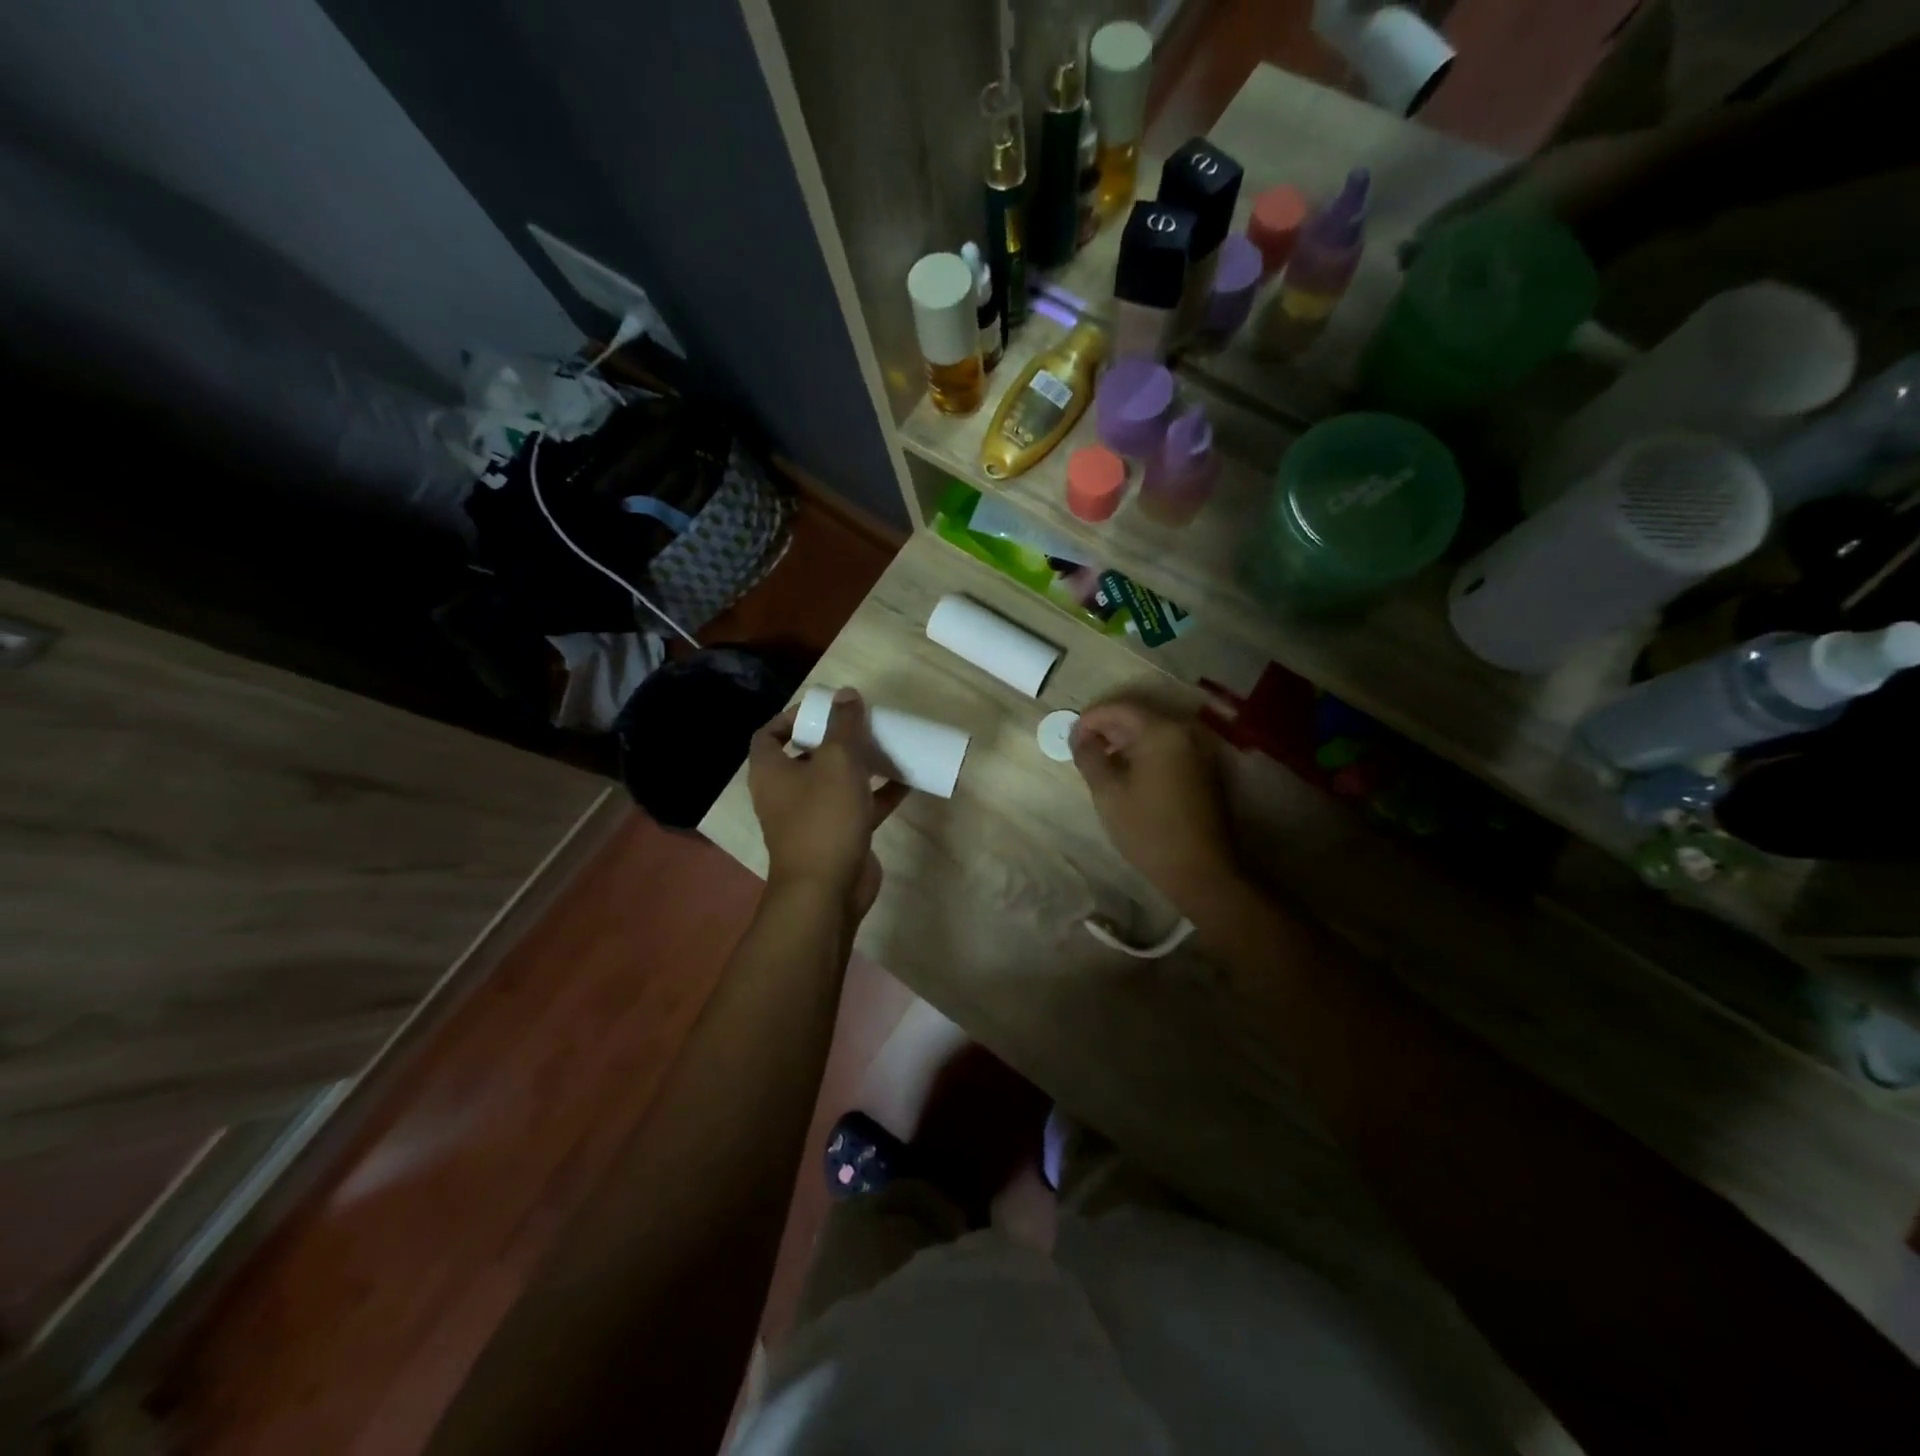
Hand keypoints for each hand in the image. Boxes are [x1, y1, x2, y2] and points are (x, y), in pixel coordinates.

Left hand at [749, 689, 908, 916]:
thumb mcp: (837, 761)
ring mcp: (811, 818)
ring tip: (886, 746)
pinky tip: (907, 781)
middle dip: (834, 739)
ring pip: (835, 782)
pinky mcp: (837, 837)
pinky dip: (878, 794)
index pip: (769, 734)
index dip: (791, 716)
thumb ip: (843, 725)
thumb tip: (846, 693)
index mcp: (771, 772)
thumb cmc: (823, 818)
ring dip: (859, 765)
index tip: (824, 708)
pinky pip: (857, 807)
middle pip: (806, 756)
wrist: (827, 891)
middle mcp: (785, 793)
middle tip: (861, 724)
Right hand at [1070, 698, 1241, 914]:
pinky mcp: (1204, 768)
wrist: (1201, 870)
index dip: (1090, 718)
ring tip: (1100, 762)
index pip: (1119, 708)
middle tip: (1081, 749)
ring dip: (1124, 740)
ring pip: (1153, 731)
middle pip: (1138, 715)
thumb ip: (1089, 757)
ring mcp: (1198, 749)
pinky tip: (1127, 772)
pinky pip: (1167, 747)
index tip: (1070, 737)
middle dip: (1107, 728)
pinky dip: (1144, 751)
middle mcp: (1184, 731)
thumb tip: (1078, 736)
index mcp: (1161, 732)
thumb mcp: (1108, 793)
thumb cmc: (1149, 830)